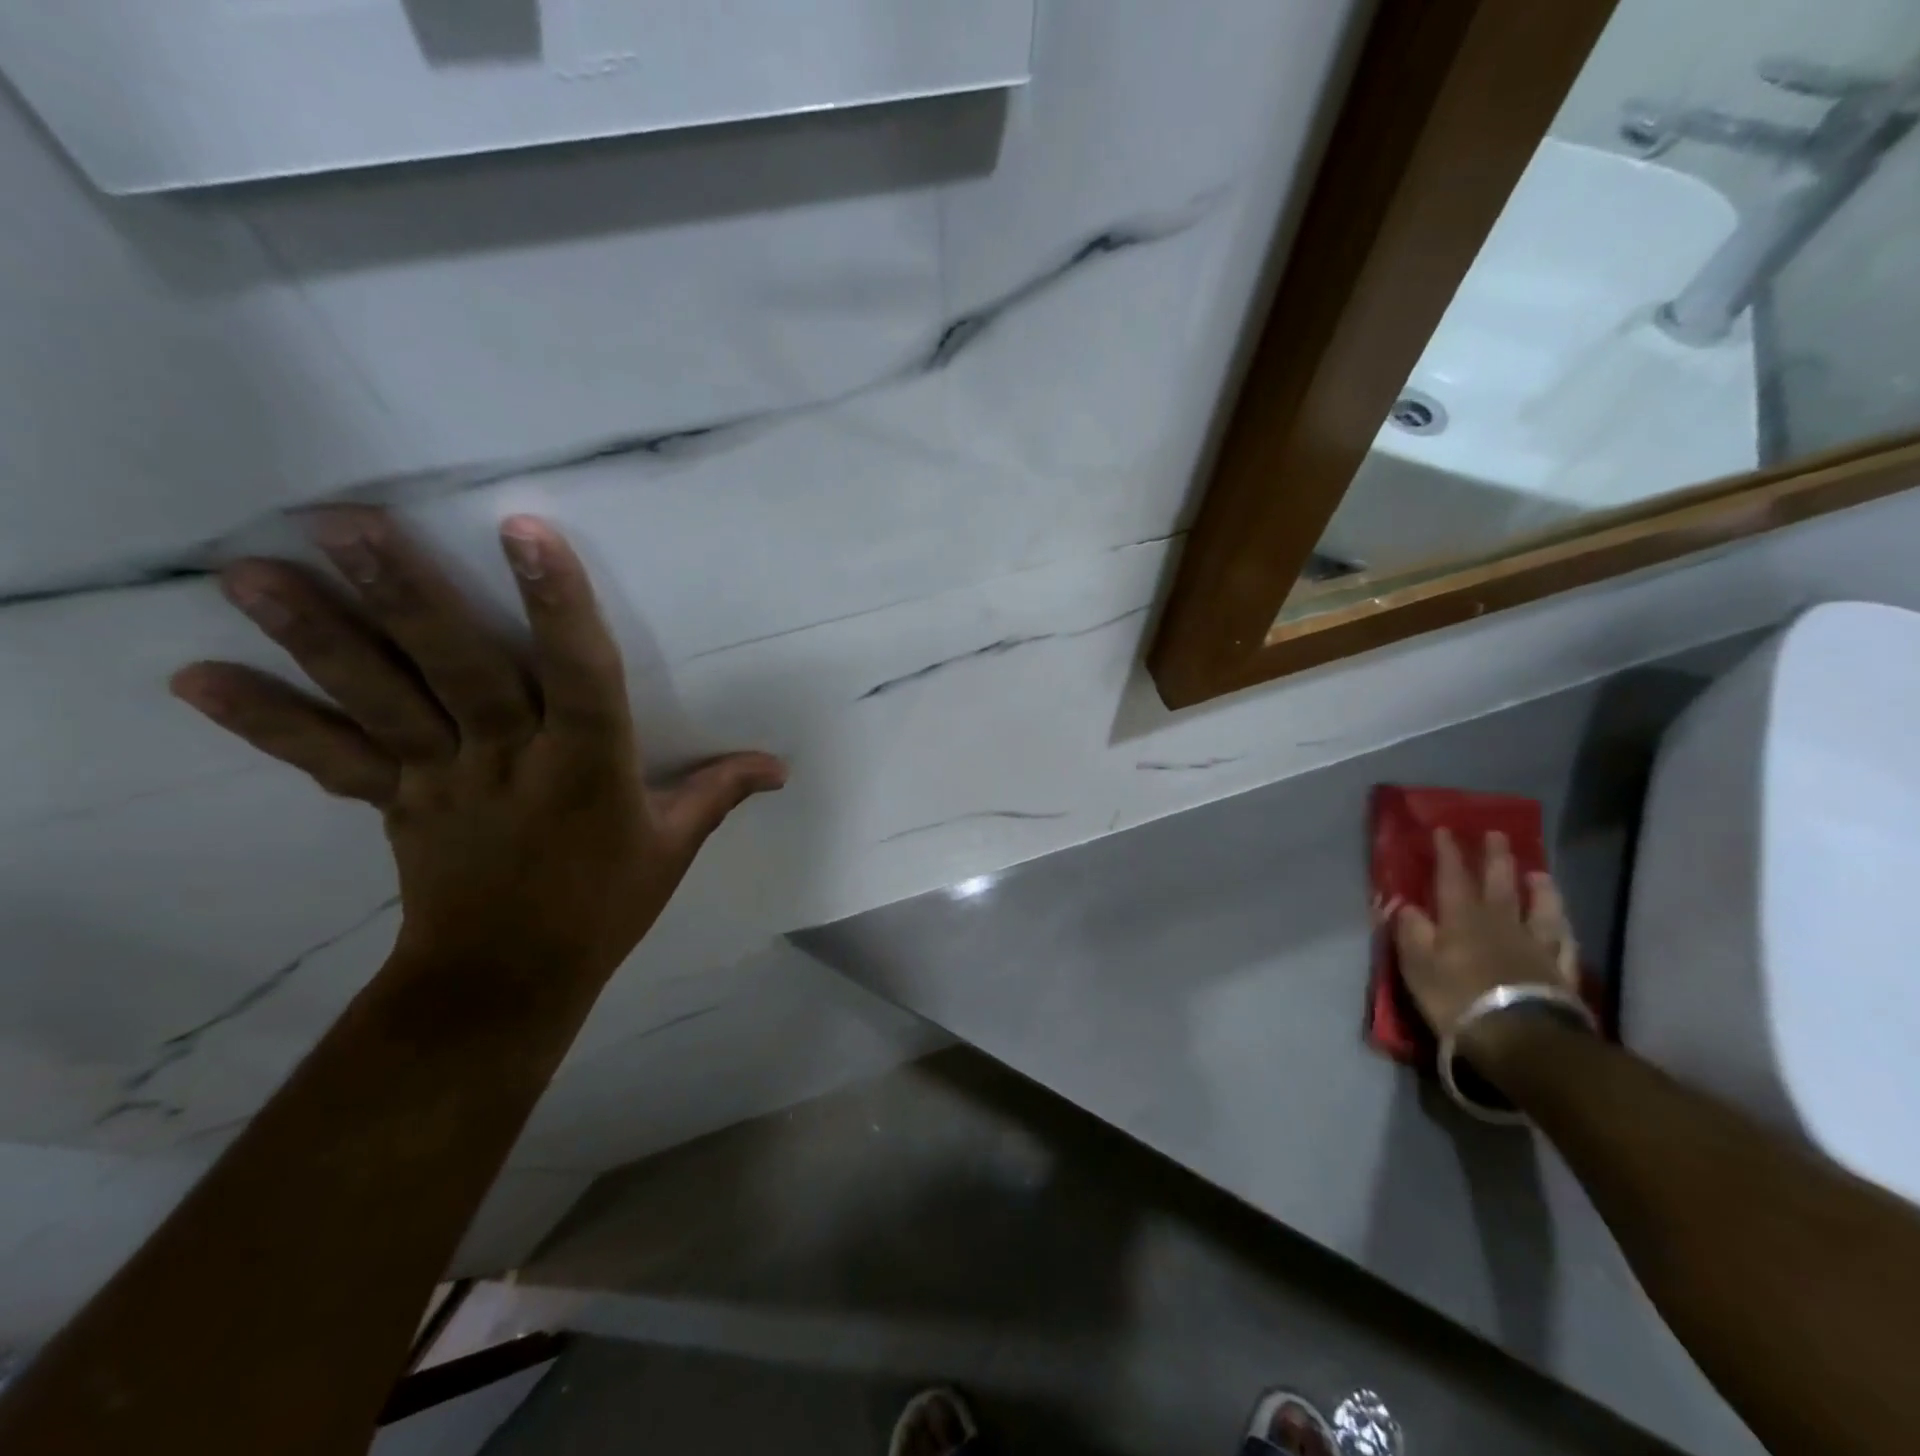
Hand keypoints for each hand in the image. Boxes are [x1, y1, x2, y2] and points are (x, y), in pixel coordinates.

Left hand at [170, 508, 784, 984]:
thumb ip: (721, 792)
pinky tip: (192, 677)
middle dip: (410, 599)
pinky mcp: (394, 802)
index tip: (528, 532)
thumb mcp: (674, 847)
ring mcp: (441, 780)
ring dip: (321, 639)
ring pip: (383, 703)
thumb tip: (782, 765)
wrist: (507, 980)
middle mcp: (509, 761)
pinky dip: (265, 721)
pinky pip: (330, 759)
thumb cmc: (603, 906)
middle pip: (460, 674)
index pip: (578, 677)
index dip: (558, 606)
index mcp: (587, 768)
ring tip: (252, 573)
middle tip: (350, 524)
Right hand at [1390, 830, 1578, 1052]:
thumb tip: (1406, 905)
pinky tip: (1564, 924)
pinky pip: (1563, 943)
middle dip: (1495, 858)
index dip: (1448, 853)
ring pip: (1540, 909)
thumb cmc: (1457, 999)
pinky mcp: (1561, 973)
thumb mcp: (1417, 966)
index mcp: (1462, 919)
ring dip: (1538, 889)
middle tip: (1496, 835)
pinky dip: (1562, 929)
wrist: (1522, 1040)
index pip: (1452, 877)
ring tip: (1538, 873)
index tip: (1444, 830)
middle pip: (1499, 884)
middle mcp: (1501, 924)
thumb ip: (1410, 932)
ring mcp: (1536, 948)